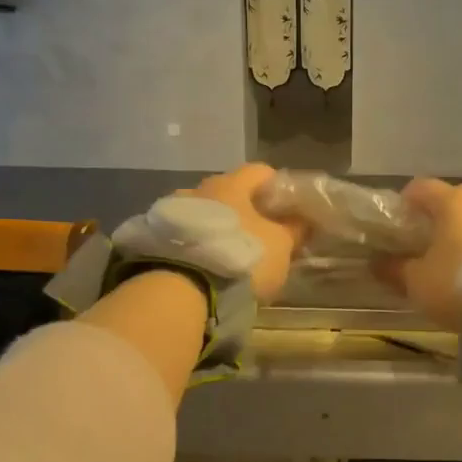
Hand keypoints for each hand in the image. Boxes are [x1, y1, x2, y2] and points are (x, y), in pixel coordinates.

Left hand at [188, 163, 305, 302]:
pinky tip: (210, 262)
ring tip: (234, 250)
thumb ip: (294, 229)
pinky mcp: (158, 237)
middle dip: (248, 208)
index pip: (261, 171)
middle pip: (231, 192)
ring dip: (221, 225)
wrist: (184, 290)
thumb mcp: (281, 246)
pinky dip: (202, 241)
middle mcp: (200, 188)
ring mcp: (175, 211)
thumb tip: (303, 220)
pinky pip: (189, 232)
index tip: (289, 207)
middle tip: (263, 232)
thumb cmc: (242, 258)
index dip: (278, 186)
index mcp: (231, 183)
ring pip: (207, 211)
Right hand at [375, 177, 461, 329]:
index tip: (397, 226)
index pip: (419, 187)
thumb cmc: (461, 283)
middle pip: (451, 200)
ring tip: (456, 261)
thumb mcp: (418, 282)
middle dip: (437, 218)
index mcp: (451, 200)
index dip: (404, 203)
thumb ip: (394, 269)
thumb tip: (375, 263)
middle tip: (426, 245)